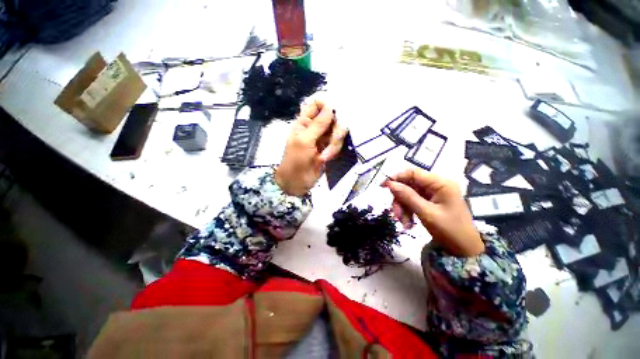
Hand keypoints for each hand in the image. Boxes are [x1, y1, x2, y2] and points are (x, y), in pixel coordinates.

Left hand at [275, 101, 347, 195]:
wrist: (297, 182)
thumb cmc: (296, 160)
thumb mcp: (305, 140)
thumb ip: (318, 124)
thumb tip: (330, 106)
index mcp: (304, 122)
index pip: (317, 105)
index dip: (326, 106)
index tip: (334, 114)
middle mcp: (315, 127)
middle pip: (332, 118)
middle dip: (334, 130)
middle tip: (333, 140)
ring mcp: (323, 138)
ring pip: (337, 131)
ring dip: (334, 144)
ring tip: (325, 155)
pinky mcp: (329, 148)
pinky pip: (337, 144)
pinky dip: (333, 151)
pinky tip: (325, 159)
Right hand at [383, 169, 483, 256]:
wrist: (464, 250)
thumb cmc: (450, 230)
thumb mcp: (426, 213)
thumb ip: (407, 196)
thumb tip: (390, 184)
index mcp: (440, 183)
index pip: (413, 173)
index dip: (397, 178)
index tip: (383, 187)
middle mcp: (436, 185)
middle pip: (409, 185)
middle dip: (400, 200)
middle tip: (395, 214)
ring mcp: (433, 194)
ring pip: (409, 195)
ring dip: (402, 208)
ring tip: (403, 223)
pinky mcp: (430, 202)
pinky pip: (413, 202)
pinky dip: (408, 211)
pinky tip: (408, 224)